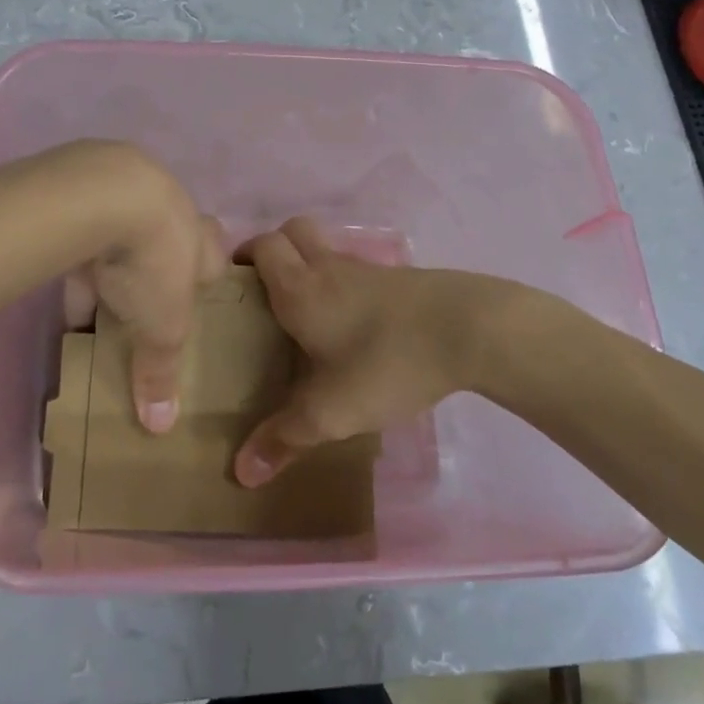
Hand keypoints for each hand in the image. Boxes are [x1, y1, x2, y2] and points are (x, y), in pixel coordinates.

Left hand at [57, 144, 225, 432]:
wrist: (106, 195)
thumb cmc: (154, 262)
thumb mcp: (162, 328)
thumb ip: (161, 371)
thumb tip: (161, 427)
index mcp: (202, 242)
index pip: (216, 257)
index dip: (205, 279)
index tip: (194, 301)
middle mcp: (173, 213)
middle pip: (173, 239)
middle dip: (161, 266)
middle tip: (147, 298)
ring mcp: (130, 194)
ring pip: (127, 235)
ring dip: (116, 264)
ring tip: (101, 301)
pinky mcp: (89, 190)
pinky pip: (87, 235)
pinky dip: (80, 261)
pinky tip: (66, 288)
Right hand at [232, 217, 497, 487]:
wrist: (471, 330)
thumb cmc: (387, 361)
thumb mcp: (332, 410)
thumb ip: (285, 438)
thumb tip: (241, 472)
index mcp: (301, 287)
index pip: (262, 245)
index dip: (242, 256)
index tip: (232, 284)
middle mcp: (329, 267)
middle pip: (292, 231)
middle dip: (274, 251)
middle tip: (265, 291)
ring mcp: (368, 269)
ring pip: (327, 249)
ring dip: (310, 266)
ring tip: (307, 314)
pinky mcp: (401, 279)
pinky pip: (358, 270)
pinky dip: (345, 284)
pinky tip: (355, 327)